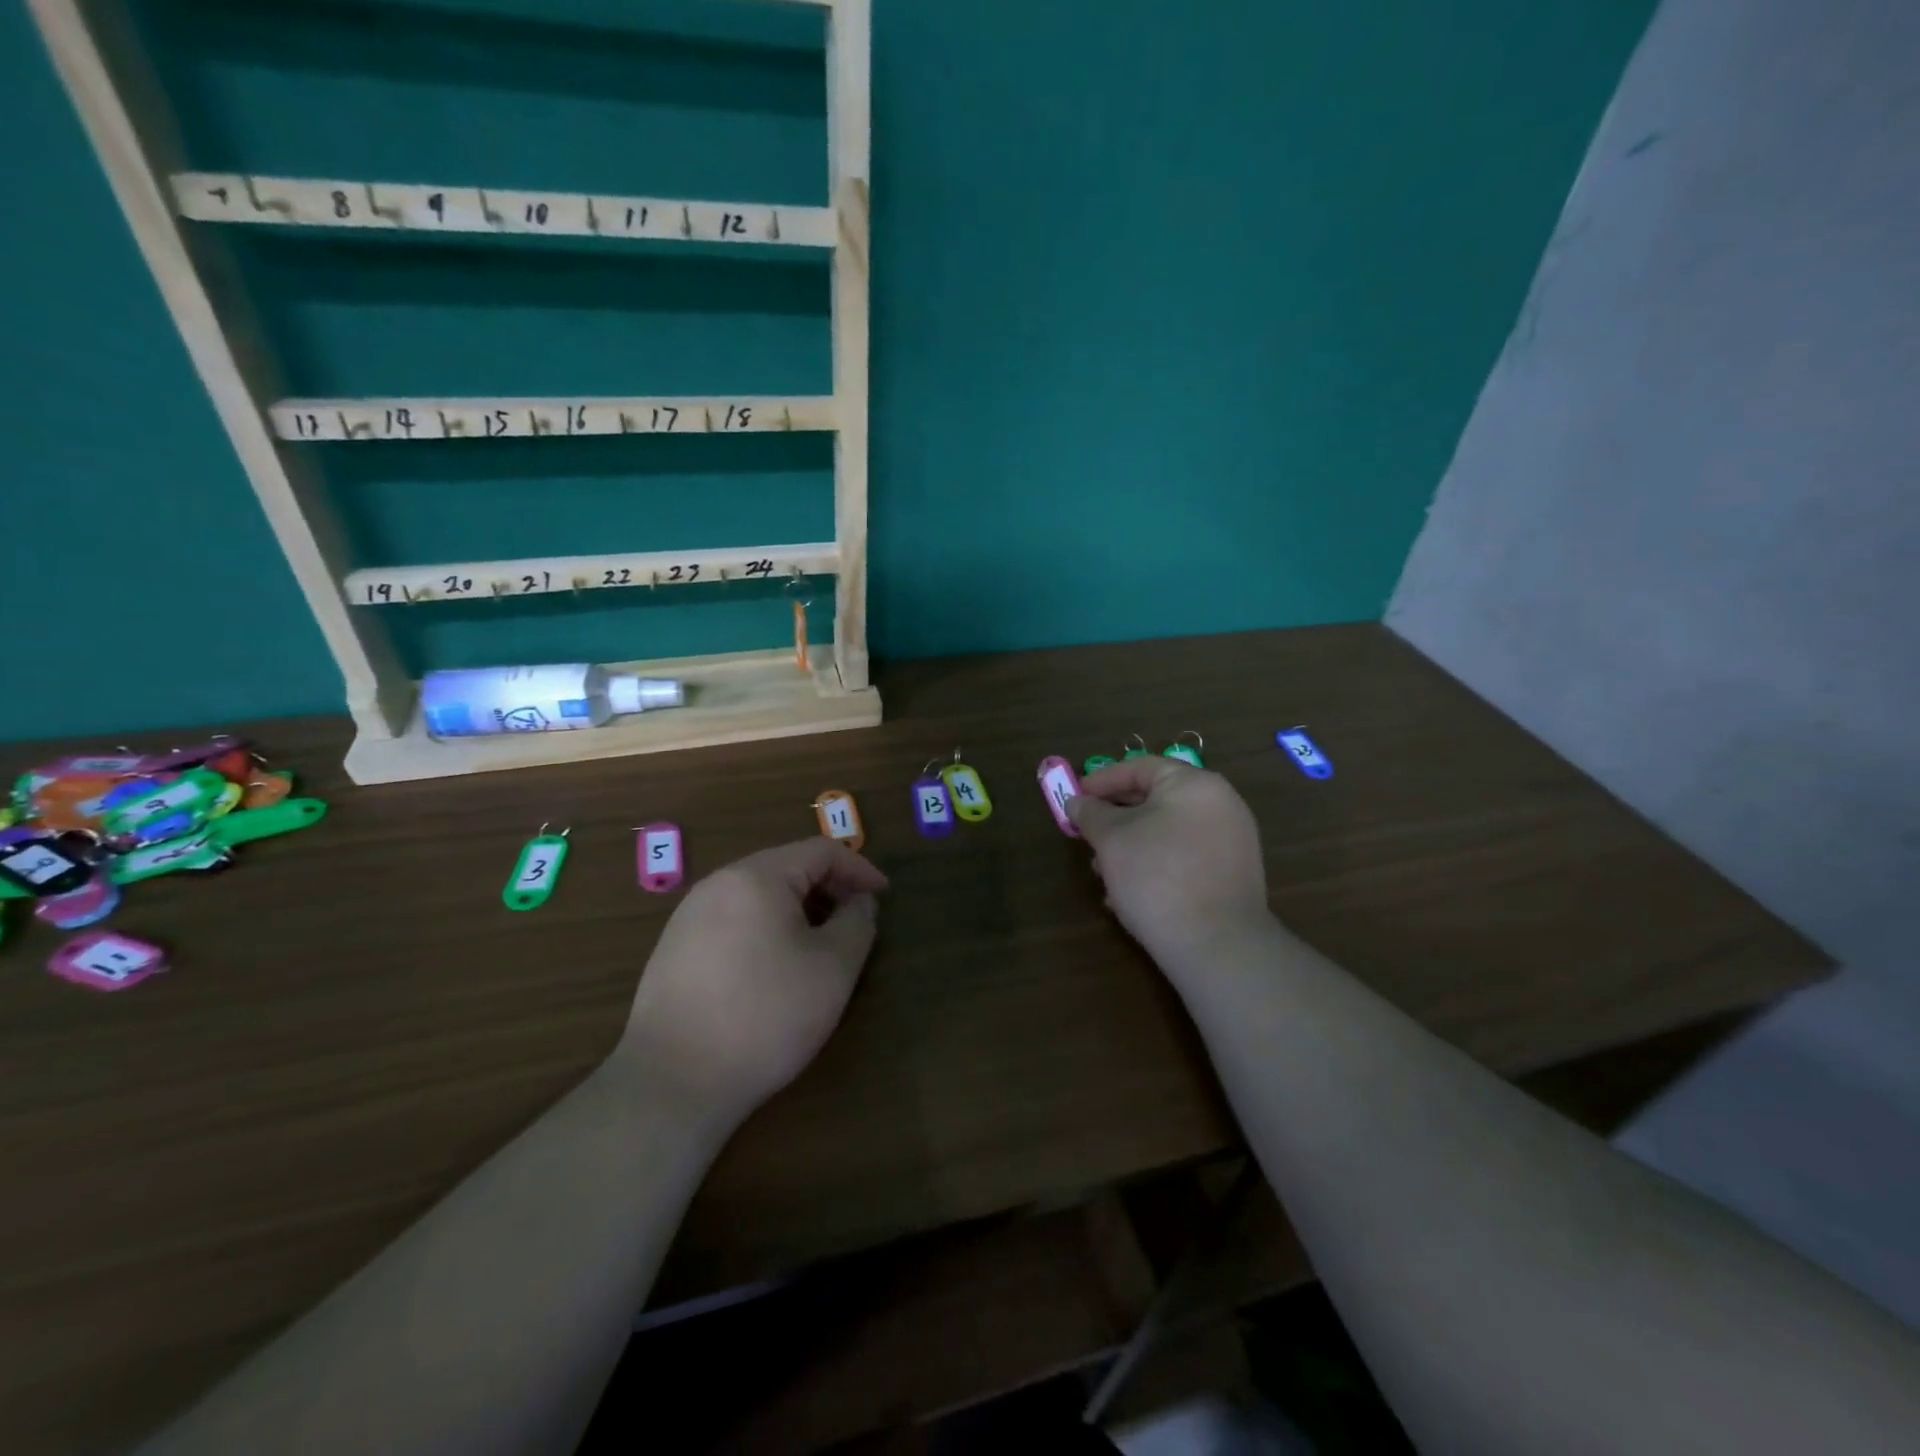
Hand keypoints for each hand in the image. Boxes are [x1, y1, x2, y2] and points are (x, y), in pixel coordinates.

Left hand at [621, 839, 888, 1122]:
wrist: (673, 1083)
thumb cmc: (765, 1016)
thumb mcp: (833, 968)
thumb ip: (857, 923)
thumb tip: (859, 902)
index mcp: (757, 877)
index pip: (820, 851)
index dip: (859, 869)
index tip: (883, 897)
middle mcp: (718, 884)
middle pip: (786, 868)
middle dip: (828, 888)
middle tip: (855, 921)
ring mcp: (689, 916)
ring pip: (758, 895)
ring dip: (798, 910)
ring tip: (820, 946)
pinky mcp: (674, 949)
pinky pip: (733, 920)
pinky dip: (766, 928)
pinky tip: (774, 968)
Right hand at [1067, 758, 1270, 977]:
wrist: (1216, 945)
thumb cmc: (1157, 877)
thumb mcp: (1111, 839)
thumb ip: (1090, 813)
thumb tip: (1077, 801)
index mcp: (1194, 784)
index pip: (1140, 767)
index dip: (1102, 780)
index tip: (1075, 798)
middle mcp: (1220, 804)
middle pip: (1156, 798)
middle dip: (1114, 817)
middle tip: (1085, 834)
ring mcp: (1231, 840)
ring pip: (1168, 830)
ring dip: (1131, 844)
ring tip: (1102, 871)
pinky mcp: (1232, 874)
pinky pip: (1185, 855)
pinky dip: (1155, 863)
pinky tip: (1129, 891)